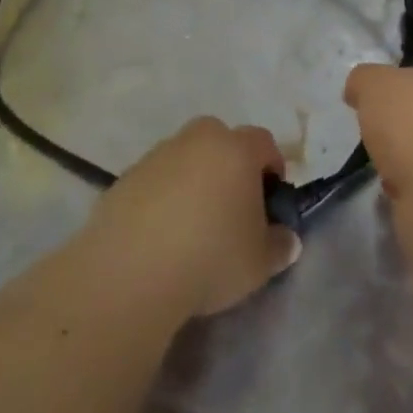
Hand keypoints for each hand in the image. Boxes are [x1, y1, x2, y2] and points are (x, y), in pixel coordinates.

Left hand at [85, 117, 301, 321]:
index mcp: (236, 149)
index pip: (264, 142)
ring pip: (186, 158)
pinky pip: (156, 179)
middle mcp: (198, 140)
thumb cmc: (210, 257)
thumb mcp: (259, 263)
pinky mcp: (126, 176)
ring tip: (191, 226)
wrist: (130, 272)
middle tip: (231, 208)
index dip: (273, 167)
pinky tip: (160, 235)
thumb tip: (286, 239)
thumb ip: (279, 246)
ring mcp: (158, 154)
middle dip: (230, 166)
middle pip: (221, 140)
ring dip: (193, 180)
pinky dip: (162, 197)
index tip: (270, 200)